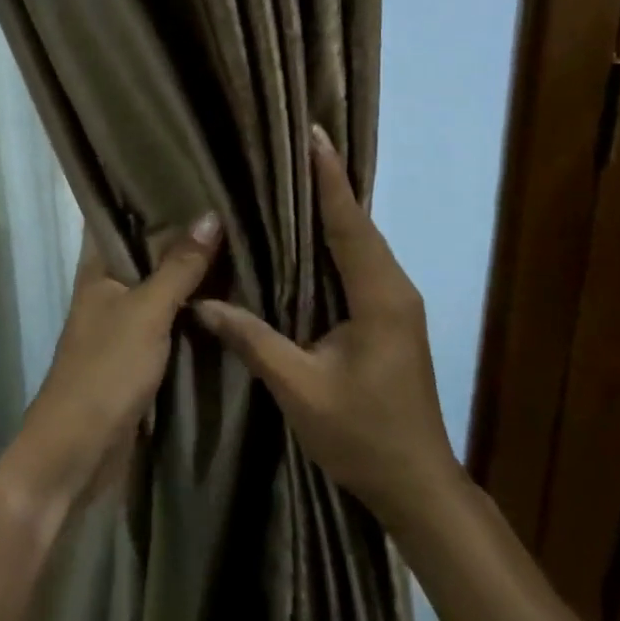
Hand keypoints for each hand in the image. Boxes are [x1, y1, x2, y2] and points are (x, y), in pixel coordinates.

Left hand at [3, 215, 221, 517]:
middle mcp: (108, 288)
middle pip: (144, 249)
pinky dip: (192, 307)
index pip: (115, 214)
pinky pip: (169, 319)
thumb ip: (179, 267)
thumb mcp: (146, 313)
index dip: (142, 190)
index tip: (183, 166)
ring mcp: (123, 322)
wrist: (78, 451)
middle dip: (179, 229)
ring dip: (190, 270)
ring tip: (238, 235)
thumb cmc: (104, 370)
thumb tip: (212, 214)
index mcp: (97, 269)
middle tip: (228, 199)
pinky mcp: (139, 353)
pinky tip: (228, 293)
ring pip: (160, 285)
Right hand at [195, 126, 462, 533]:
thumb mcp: (299, 389)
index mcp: (379, 298)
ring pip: (362, 245)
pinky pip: (361, 266)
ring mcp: (397, 306)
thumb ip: (253, 340)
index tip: (314, 136)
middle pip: (359, 226)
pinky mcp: (391, 320)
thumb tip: (202, 304)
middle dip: (330, 185)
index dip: (330, 180)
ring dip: (335, 212)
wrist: (417, 484)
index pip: (350, 225)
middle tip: (296, 148)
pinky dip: (337, 242)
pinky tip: (310, 240)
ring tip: (298, 180)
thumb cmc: (362, 436)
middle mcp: (395, 290)